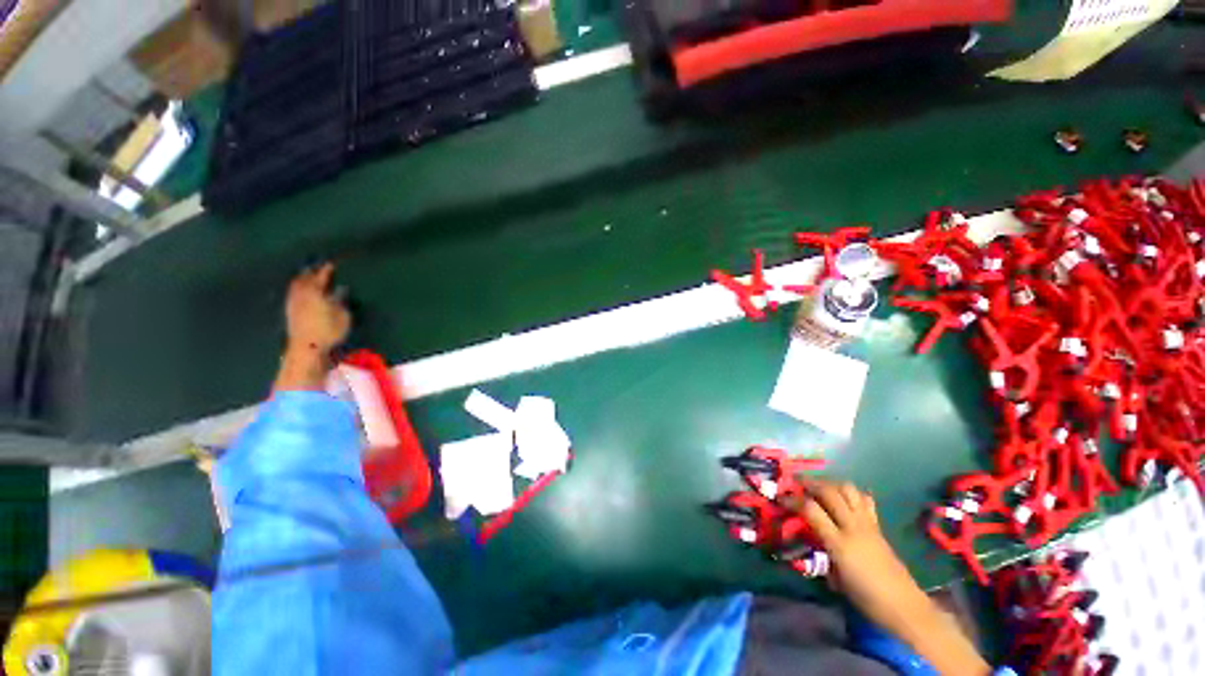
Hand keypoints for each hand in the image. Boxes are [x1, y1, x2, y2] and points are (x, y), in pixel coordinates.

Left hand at [285, 263, 350, 353]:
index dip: (327, 270)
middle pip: (304, 278)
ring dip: (302, 279)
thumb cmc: (329, 331)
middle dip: (311, 272)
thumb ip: (341, 301)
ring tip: (308, 276)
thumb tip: (340, 289)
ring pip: (296, 285)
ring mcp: (293, 302)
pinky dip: (297, 288)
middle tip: (317, 267)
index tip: (332, 264)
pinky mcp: (290, 311)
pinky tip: (301, 291)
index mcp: (315, 292)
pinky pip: (292, 293)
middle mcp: (301, 294)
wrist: (307, 348)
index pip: (321, 277)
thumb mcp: (343, 316)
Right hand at [796, 479, 990, 675]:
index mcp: (839, 543)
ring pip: (848, 489)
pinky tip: (844, 499)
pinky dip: (851, 493)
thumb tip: (811, 537)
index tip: (781, 499)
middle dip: (810, 483)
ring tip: (821, 488)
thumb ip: (822, 552)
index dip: (793, 500)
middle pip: (829, 492)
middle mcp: (853, 527)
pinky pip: (864, 500)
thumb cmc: (866, 597)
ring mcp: (868, 524)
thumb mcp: (836, 579)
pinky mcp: (878, 525)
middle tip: (798, 484)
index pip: (811, 510)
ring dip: (831, 484)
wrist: (904, 605)